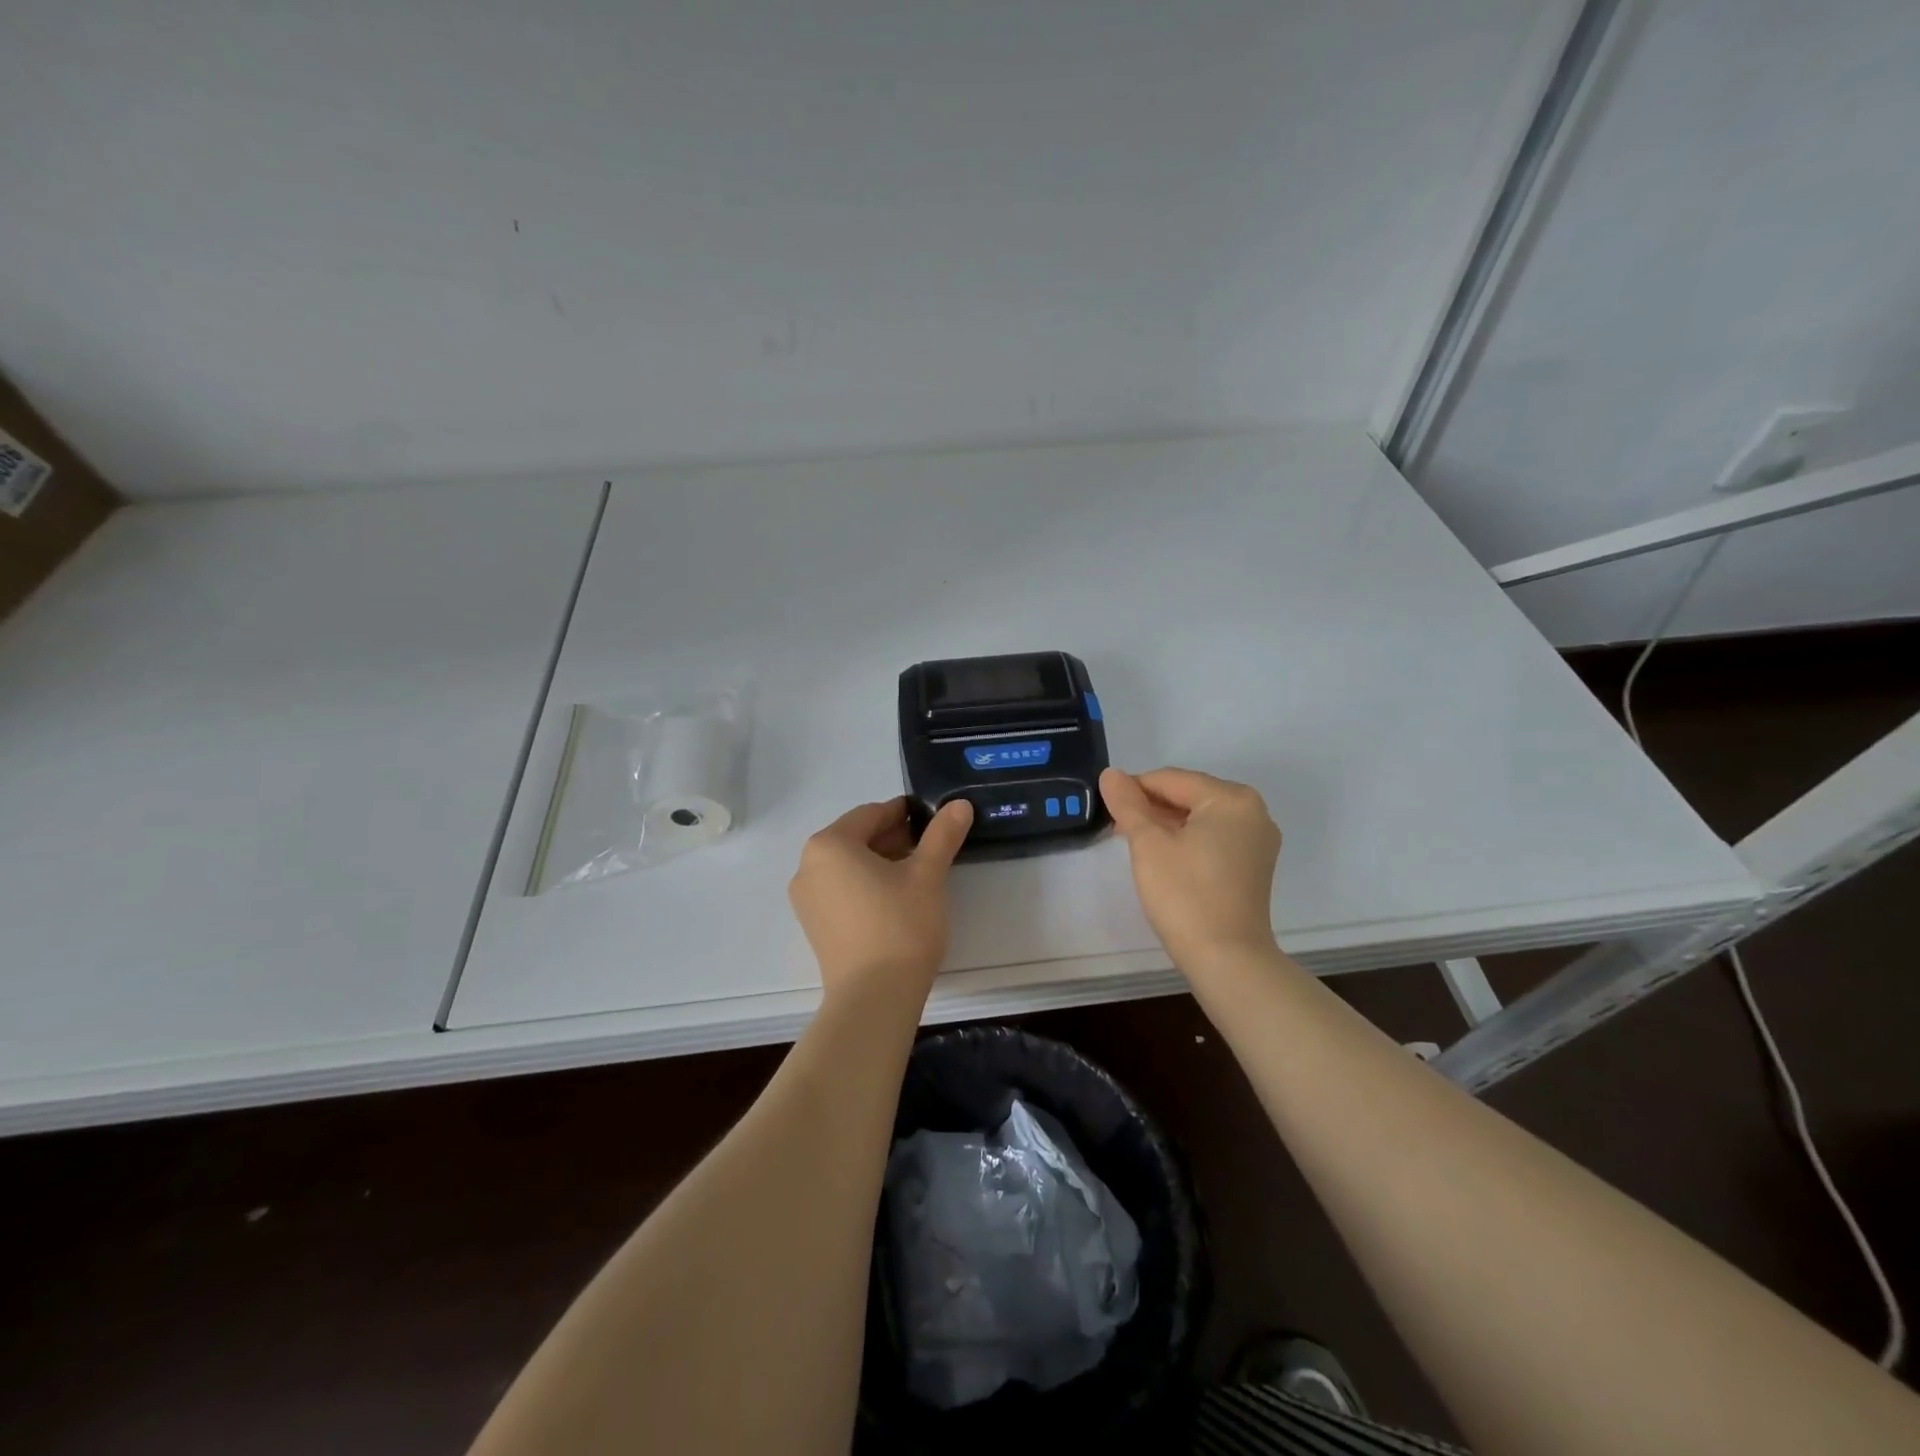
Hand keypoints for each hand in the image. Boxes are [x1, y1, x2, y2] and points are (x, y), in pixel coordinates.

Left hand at [788, 796, 973, 1001]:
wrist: (874, 998)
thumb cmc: (900, 925)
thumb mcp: (928, 875)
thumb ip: (942, 835)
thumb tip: (960, 804)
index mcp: (829, 844)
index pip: (871, 814)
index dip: (905, 813)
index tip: (933, 821)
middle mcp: (808, 866)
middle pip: (857, 838)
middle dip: (894, 838)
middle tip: (931, 848)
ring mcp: (806, 899)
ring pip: (849, 865)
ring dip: (881, 862)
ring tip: (917, 874)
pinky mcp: (814, 926)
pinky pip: (841, 890)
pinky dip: (866, 885)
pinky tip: (895, 900)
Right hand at [1100, 767, 1280, 968]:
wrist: (1227, 959)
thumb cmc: (1185, 894)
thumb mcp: (1148, 844)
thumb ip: (1128, 804)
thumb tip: (1111, 774)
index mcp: (1232, 798)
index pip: (1171, 779)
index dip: (1134, 788)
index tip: (1105, 805)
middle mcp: (1253, 812)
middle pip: (1189, 795)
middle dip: (1151, 806)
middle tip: (1116, 825)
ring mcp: (1257, 840)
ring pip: (1201, 817)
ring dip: (1166, 823)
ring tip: (1133, 840)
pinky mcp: (1254, 865)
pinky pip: (1214, 837)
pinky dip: (1187, 840)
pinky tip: (1162, 855)